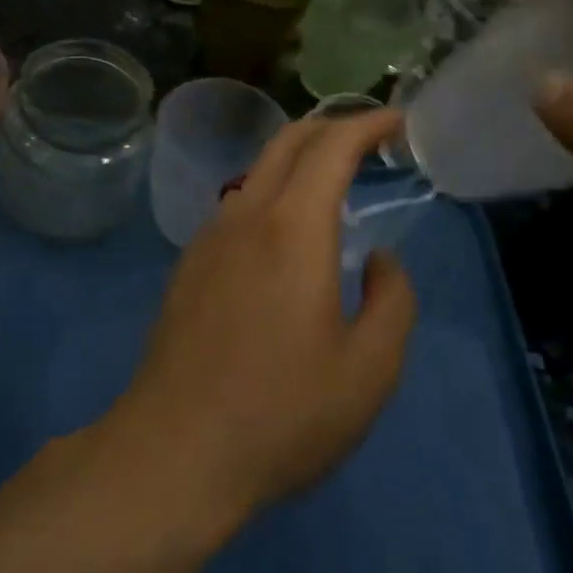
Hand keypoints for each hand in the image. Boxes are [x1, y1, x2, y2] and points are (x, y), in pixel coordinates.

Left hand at [107, 111, 416, 523]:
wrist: (175, 451)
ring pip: (258, 171)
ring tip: (333, 183)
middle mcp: (246, 215)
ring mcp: (210, 237)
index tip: (397, 121)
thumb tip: (380, 260)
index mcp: (293, 228)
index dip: (367, 124)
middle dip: (331, 126)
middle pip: (287, 141)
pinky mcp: (189, 265)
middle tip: (369, 139)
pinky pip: (238, 205)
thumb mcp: (369, 370)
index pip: (331, 146)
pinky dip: (272, 192)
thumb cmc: (282, 413)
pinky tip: (285, 234)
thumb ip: (393, 301)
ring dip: (298, 159)